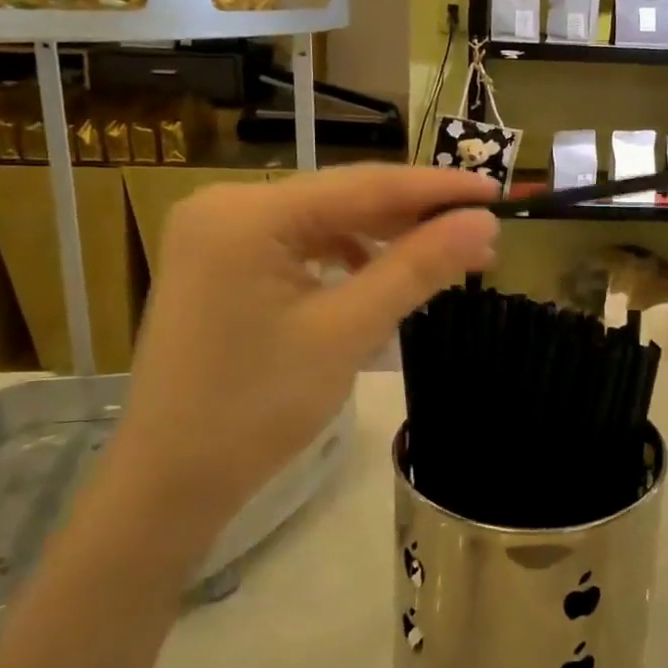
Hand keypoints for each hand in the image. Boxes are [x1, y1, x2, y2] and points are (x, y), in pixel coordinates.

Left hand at [97, 166, 498, 561]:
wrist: (170, 482)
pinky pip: (299, 245)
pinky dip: (345, 257)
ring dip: (382, 239)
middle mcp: (226, 205)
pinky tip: (377, 277)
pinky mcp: (220, 264)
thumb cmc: (256, 407)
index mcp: (247, 212)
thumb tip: (484, 222)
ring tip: (442, 258)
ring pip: (323, 221)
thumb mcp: (347, 331)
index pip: (363, 185)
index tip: (496, 192)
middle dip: (413, 218)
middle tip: (481, 235)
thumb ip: (417, 267)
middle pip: (342, 198)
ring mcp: (218, 234)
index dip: (437, 188)